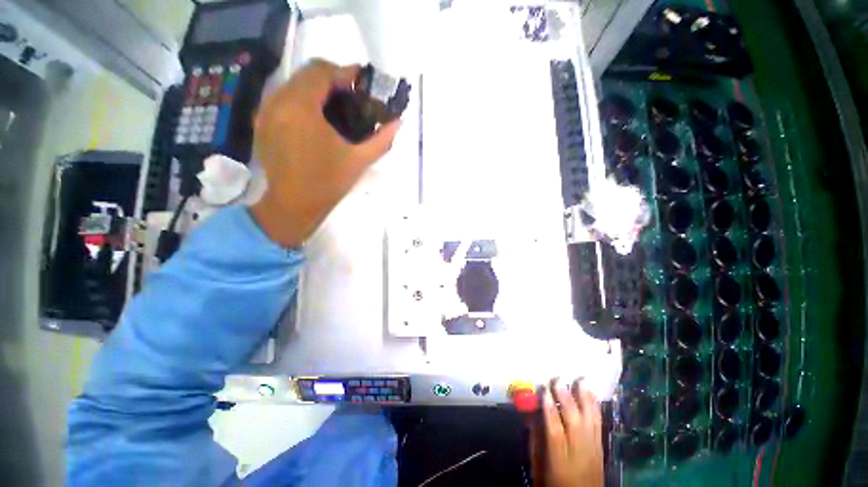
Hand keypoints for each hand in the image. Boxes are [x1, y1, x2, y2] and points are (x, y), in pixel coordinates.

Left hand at [251, 59, 401, 246]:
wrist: (293, 205)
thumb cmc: (328, 184)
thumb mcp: (359, 161)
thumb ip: (381, 140)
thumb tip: (398, 122)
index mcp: (302, 108)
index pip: (321, 71)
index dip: (345, 73)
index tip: (362, 84)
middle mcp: (278, 102)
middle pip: (306, 73)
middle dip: (332, 79)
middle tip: (353, 96)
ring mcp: (266, 111)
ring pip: (294, 84)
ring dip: (317, 89)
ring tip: (337, 107)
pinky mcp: (262, 122)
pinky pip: (283, 97)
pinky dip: (303, 99)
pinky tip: (317, 118)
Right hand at [531, 380, 603, 486]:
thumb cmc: (554, 483)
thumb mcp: (539, 467)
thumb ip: (536, 441)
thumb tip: (530, 415)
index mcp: (559, 459)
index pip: (555, 431)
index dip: (549, 410)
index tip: (544, 391)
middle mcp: (579, 453)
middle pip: (574, 423)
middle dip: (567, 400)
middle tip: (559, 380)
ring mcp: (593, 450)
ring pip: (590, 421)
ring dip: (585, 400)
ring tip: (580, 381)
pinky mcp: (601, 448)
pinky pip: (600, 425)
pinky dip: (596, 409)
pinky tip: (593, 396)